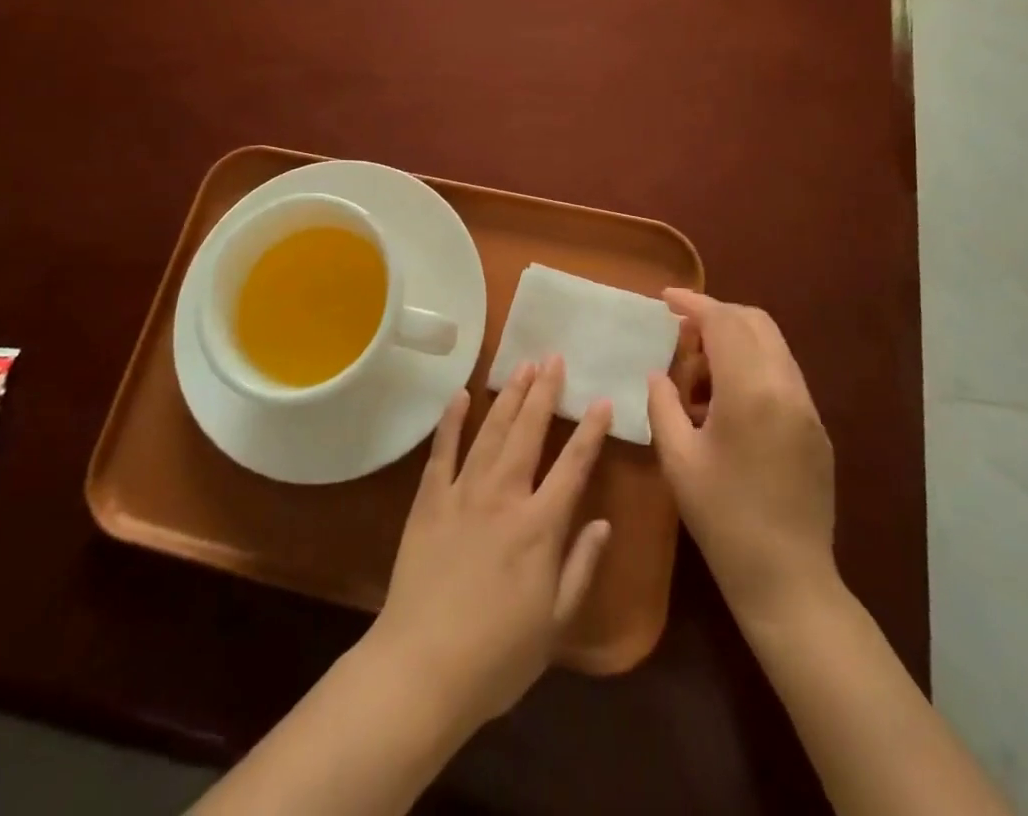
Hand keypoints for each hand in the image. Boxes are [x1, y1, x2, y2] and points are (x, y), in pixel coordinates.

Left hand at [367, 357, 613, 729]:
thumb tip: (604, 522)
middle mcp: (504, 496)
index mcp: (540, 527)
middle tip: (553, 358)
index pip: (573, 466)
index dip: (589, 431)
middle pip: (528, 432)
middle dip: (543, 392)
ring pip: (490, 431)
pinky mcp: (429, 500)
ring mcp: (462, 493)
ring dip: (507, 396)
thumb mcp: (555, 623)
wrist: (422, 669)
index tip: (601, 401)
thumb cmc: (497, 656)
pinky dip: (451, 420)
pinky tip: (460, 394)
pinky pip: (442, 450)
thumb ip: (581, 567)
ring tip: (521, 366)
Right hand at [646, 290, 840, 633]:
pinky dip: (753, 366)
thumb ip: (663, 404)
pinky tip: (727, 401)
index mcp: (751, 391)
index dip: (693, 303)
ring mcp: (808, 407)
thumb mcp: (678, 459)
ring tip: (700, 371)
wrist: (788, 580)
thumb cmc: (723, 518)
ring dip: (736, 341)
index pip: (723, 322)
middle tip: (682, 332)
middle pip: (755, 322)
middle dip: (717, 315)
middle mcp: (787, 387)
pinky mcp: (817, 428)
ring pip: (772, 346)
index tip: (665, 297)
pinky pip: (783, 374)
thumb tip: (659, 374)